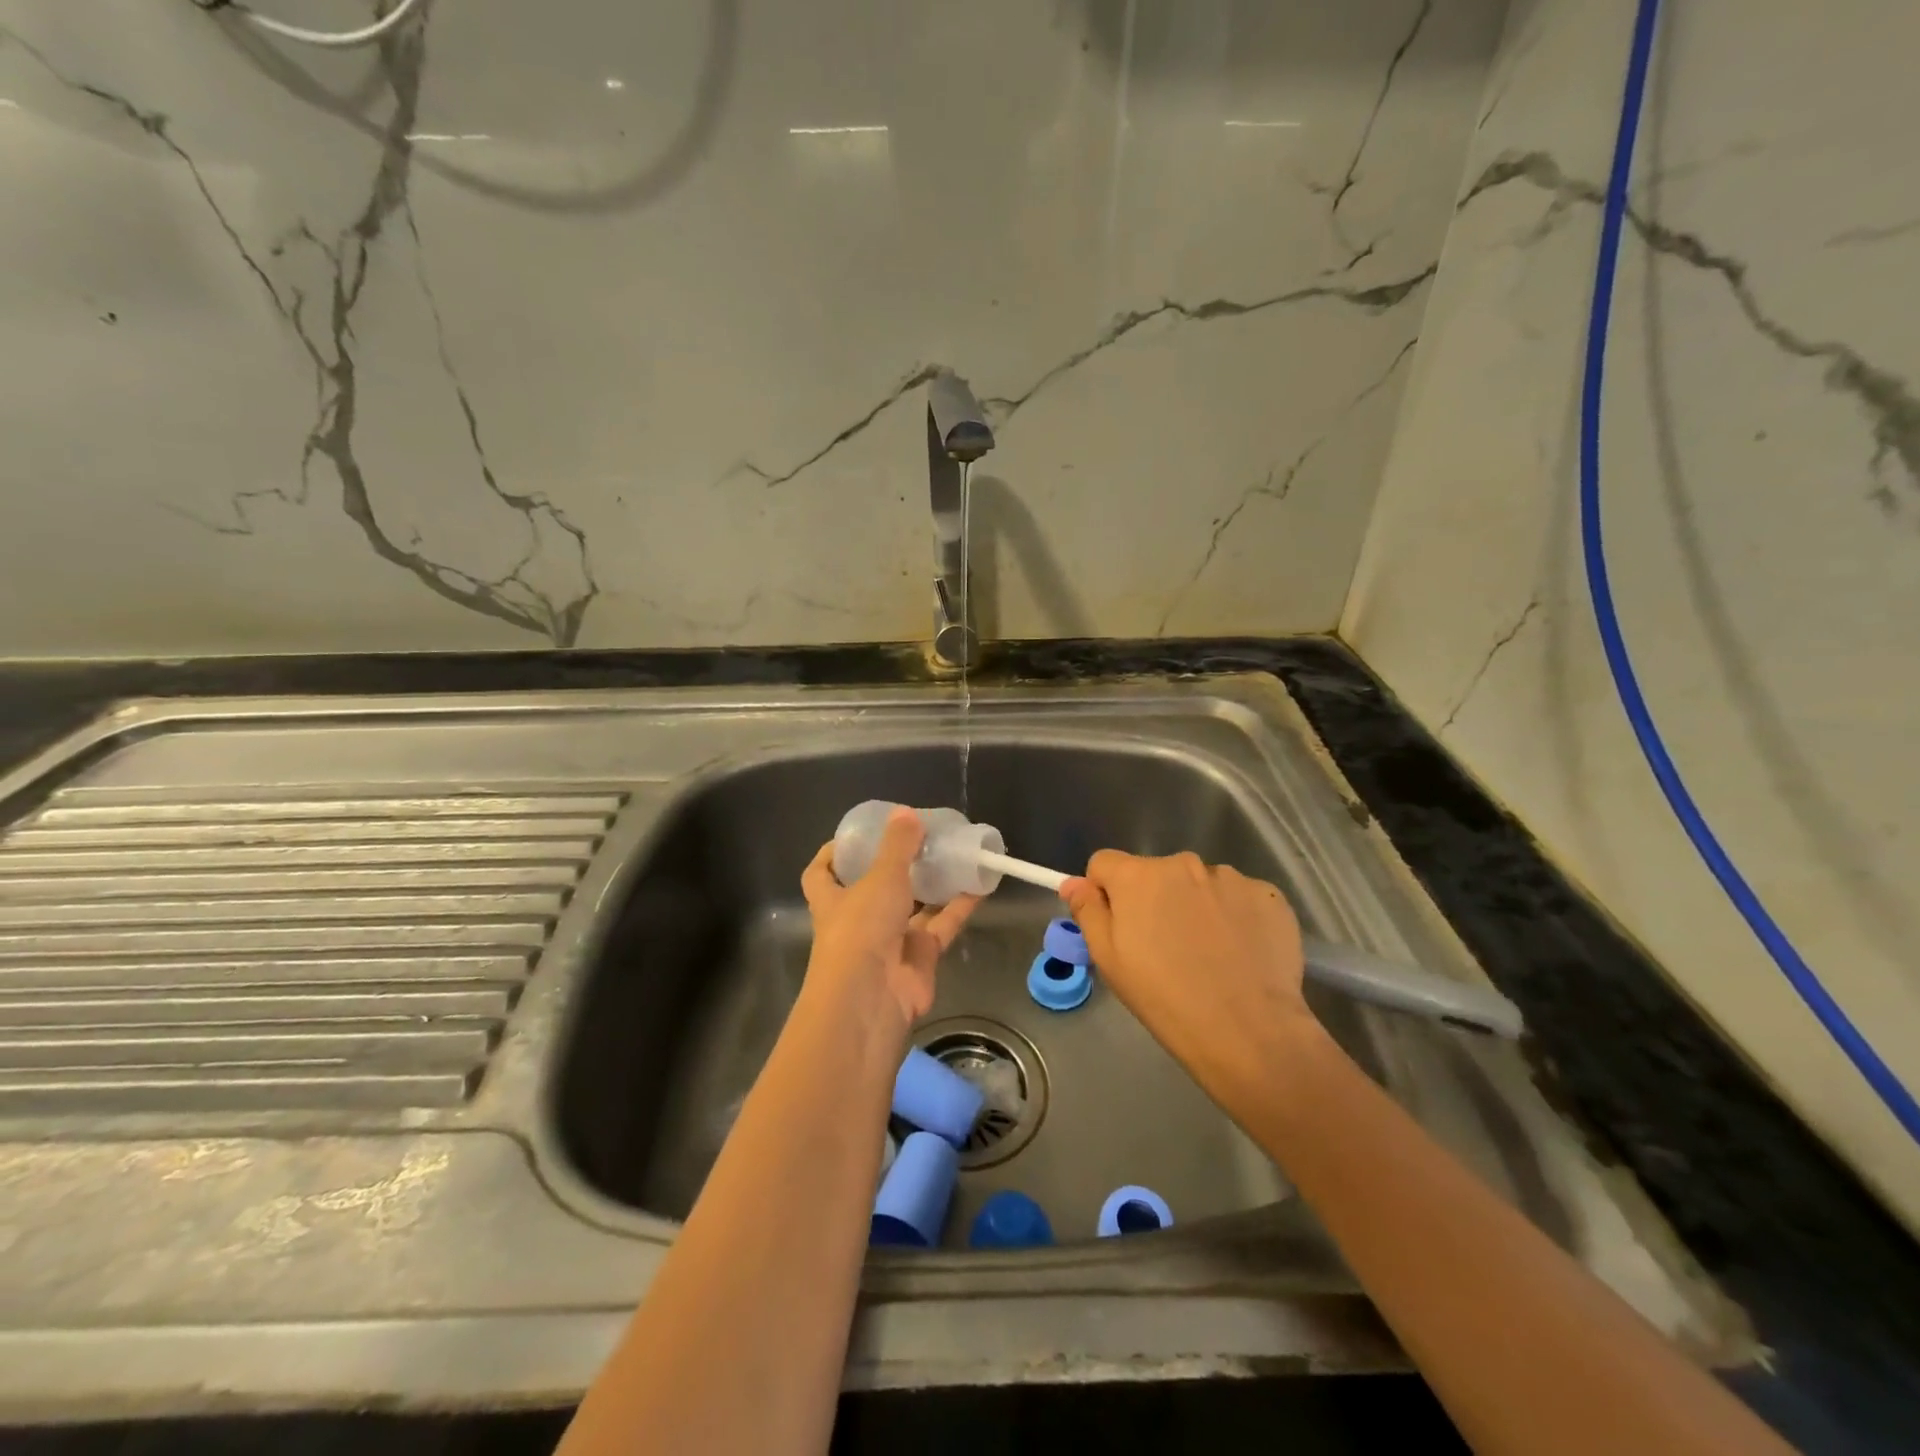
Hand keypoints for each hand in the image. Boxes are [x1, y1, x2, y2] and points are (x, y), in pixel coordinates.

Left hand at [800, 808, 977, 1038]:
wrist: (872, 1001)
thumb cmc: (860, 930)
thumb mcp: (879, 878)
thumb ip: (897, 846)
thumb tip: (906, 812)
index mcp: (833, 900)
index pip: (821, 873)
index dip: (833, 854)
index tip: (856, 836)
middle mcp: (857, 921)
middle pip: (873, 888)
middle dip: (894, 866)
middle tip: (919, 839)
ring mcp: (889, 941)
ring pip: (913, 906)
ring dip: (931, 883)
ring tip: (953, 853)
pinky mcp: (919, 958)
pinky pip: (941, 925)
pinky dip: (959, 906)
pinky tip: (979, 882)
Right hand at [1062, 851, 1313, 1105]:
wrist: (1249, 1030)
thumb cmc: (1165, 998)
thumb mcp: (1109, 960)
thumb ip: (1088, 912)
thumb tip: (1074, 883)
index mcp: (1138, 876)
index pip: (1104, 863)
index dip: (1104, 892)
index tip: (1117, 927)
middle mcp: (1183, 863)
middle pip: (1154, 873)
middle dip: (1153, 900)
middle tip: (1163, 949)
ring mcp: (1230, 877)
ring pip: (1198, 884)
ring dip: (1195, 906)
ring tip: (1208, 955)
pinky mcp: (1268, 895)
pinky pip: (1238, 897)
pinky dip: (1234, 917)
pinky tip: (1240, 953)